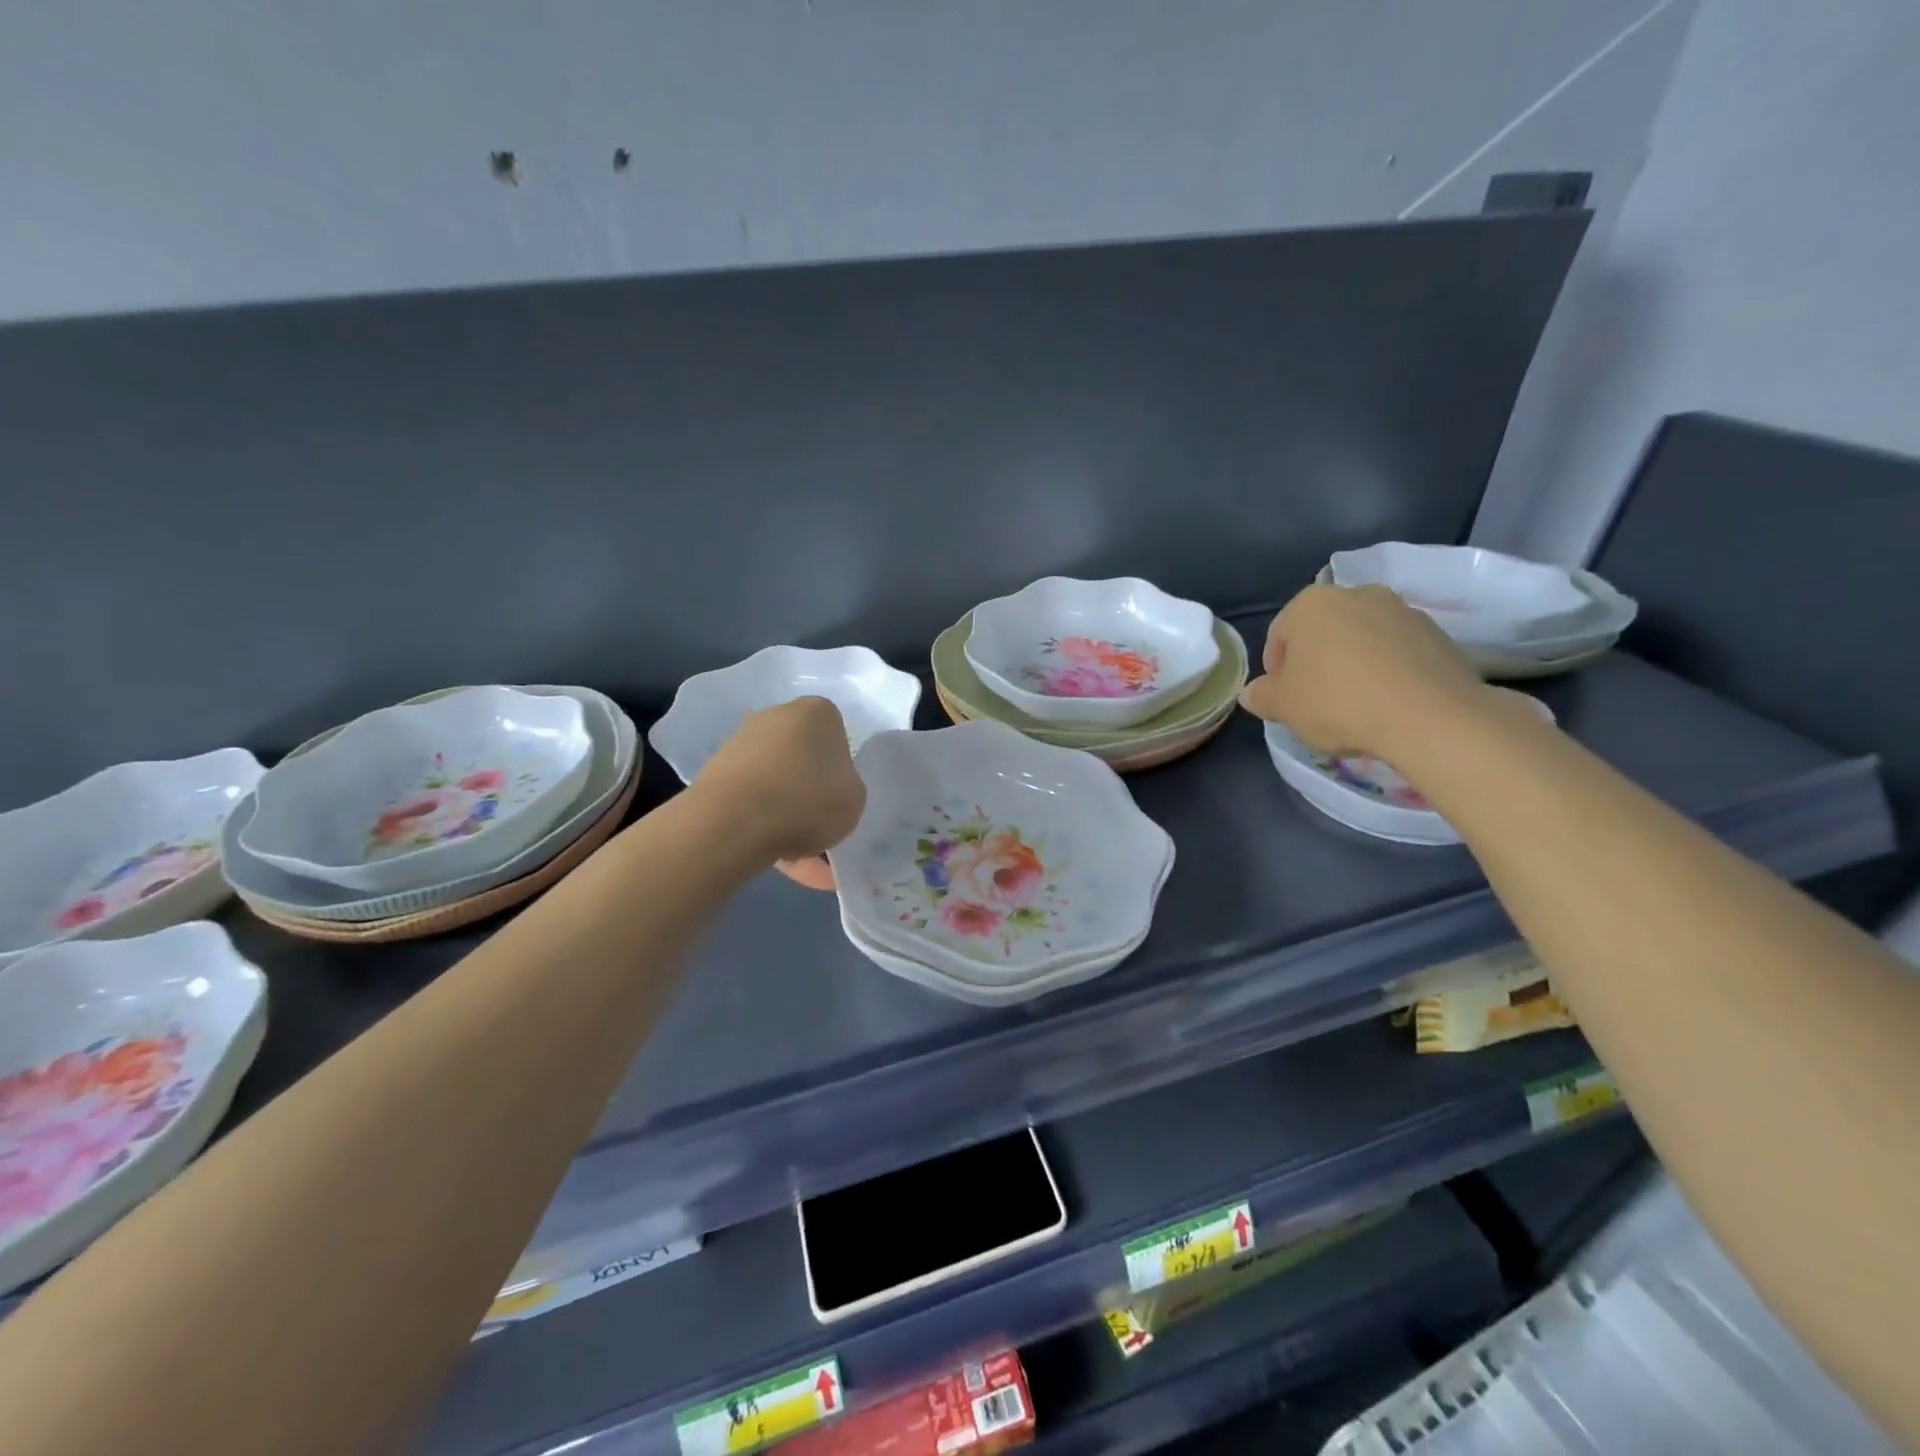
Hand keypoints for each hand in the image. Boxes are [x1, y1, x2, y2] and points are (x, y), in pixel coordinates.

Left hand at [694, 698, 865, 866]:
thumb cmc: (809, 800)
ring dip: (788, 819)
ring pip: (777, 786)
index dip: (841, 775)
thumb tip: (829, 792)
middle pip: (803, 761)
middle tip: (821, 836)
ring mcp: (742, 742)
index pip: (838, 739)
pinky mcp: (716, 772)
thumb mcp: (855, 800)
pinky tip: (776, 860)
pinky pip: (752, 802)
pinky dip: (764, 827)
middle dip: (811, 797)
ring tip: (800, 864)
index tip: (840, 803)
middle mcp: (777, 716)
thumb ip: (848, 789)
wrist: (734, 821)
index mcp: (818, 712)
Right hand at [1238, 583, 1489, 760]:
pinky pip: (1397, 652)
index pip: (1279, 634)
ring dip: (1352, 665)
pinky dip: (1387, 671)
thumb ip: (1261, 696)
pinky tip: (1387, 703)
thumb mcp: (1283, 707)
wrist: (1431, 717)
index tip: (1283, 698)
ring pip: (1361, 639)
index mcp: (1311, 604)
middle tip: (1315, 701)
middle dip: (1316, 662)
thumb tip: (1253, 693)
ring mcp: (1401, 610)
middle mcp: (1356, 594)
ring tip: (1355, 704)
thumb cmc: (1339, 703)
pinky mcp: (1437, 633)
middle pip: (1323, 632)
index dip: (1276, 670)